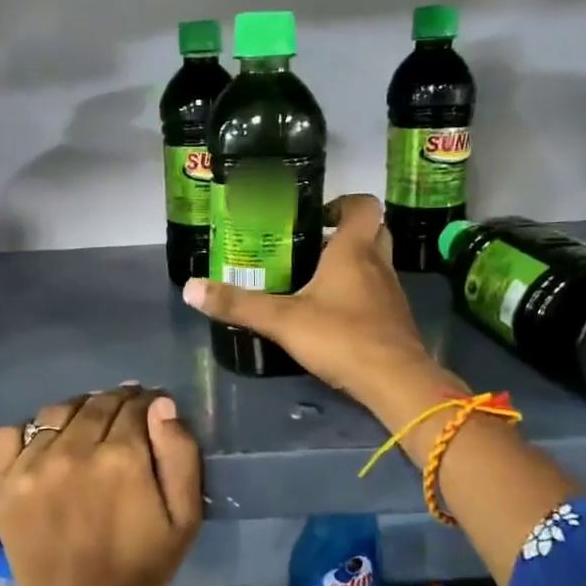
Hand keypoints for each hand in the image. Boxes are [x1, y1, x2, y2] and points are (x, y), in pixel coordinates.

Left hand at [0, 387, 202, 585]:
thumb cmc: (139, 566)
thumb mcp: (185, 518)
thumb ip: (180, 455)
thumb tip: (161, 405)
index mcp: (122, 457)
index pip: (135, 405)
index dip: (147, 404)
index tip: (151, 412)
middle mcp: (74, 450)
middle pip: (97, 403)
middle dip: (116, 403)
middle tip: (124, 418)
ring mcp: (32, 464)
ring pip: (57, 411)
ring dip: (78, 411)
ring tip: (86, 428)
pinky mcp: (2, 481)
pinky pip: (10, 432)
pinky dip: (28, 430)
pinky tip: (45, 446)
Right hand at [182, 193, 452, 419]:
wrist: (395, 381)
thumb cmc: (341, 337)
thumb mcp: (282, 320)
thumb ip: (237, 304)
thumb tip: (190, 288)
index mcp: (355, 250)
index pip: (364, 205)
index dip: (343, 203)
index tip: (316, 217)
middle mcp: (378, 264)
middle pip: (373, 232)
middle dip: (346, 233)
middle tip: (313, 245)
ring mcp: (391, 293)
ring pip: (376, 264)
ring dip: (352, 265)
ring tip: (314, 280)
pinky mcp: (395, 320)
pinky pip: (377, 294)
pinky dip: (358, 295)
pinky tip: (332, 315)